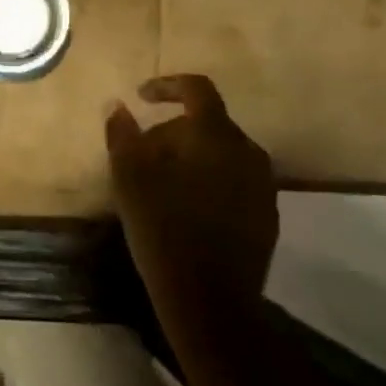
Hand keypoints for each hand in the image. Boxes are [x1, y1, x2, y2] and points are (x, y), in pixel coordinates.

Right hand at [106, 75, 278, 311]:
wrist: (210, 298)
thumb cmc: (163, 230)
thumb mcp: (129, 179)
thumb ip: (122, 135)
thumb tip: (118, 106)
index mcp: (215, 136)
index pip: (197, 89)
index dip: (167, 86)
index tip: (141, 97)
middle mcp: (248, 151)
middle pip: (207, 123)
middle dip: (172, 131)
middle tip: (140, 154)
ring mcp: (263, 184)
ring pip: (221, 152)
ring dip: (191, 156)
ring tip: (160, 183)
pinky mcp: (268, 213)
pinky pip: (234, 179)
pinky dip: (208, 179)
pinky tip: (186, 207)